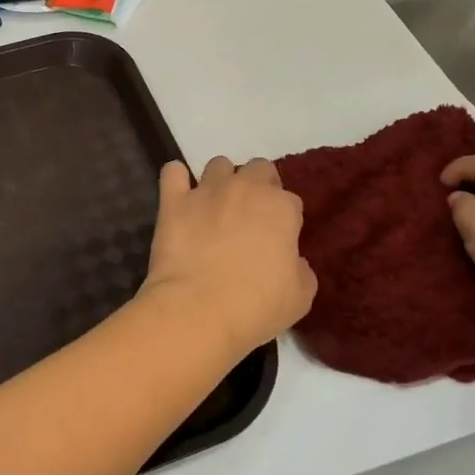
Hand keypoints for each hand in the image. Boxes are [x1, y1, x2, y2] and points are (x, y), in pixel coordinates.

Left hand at [140, 157, 316, 356]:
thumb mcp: (300, 297)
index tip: (278, 240)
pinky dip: (176, 179)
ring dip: (221, 180)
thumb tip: (293, 261)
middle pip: (258, 169)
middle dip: (258, 186)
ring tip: (216, 206)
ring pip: (218, 165)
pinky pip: (173, 172)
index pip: (290, 201)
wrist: (198, 310)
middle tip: (250, 217)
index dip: (285, 220)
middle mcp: (245, 188)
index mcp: (281, 208)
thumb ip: (301, 270)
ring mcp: (207, 191)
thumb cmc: (256, 305)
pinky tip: (179, 194)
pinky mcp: (173, 201)